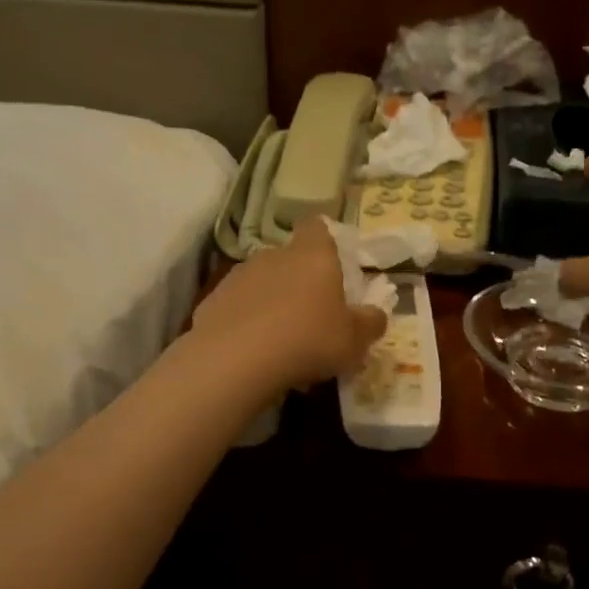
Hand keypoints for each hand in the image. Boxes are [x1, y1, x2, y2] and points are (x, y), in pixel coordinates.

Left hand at [191, 218, 387, 392]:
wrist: (236, 361)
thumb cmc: (309, 340)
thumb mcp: (355, 340)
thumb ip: (370, 323)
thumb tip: (376, 315)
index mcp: (313, 256)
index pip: (318, 228)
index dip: (326, 241)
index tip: (333, 265)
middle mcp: (274, 256)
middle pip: (290, 259)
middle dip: (300, 282)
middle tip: (313, 316)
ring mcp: (238, 277)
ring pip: (262, 284)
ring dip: (272, 304)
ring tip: (283, 343)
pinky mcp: (212, 302)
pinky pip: (238, 308)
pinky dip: (247, 324)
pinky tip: (254, 354)